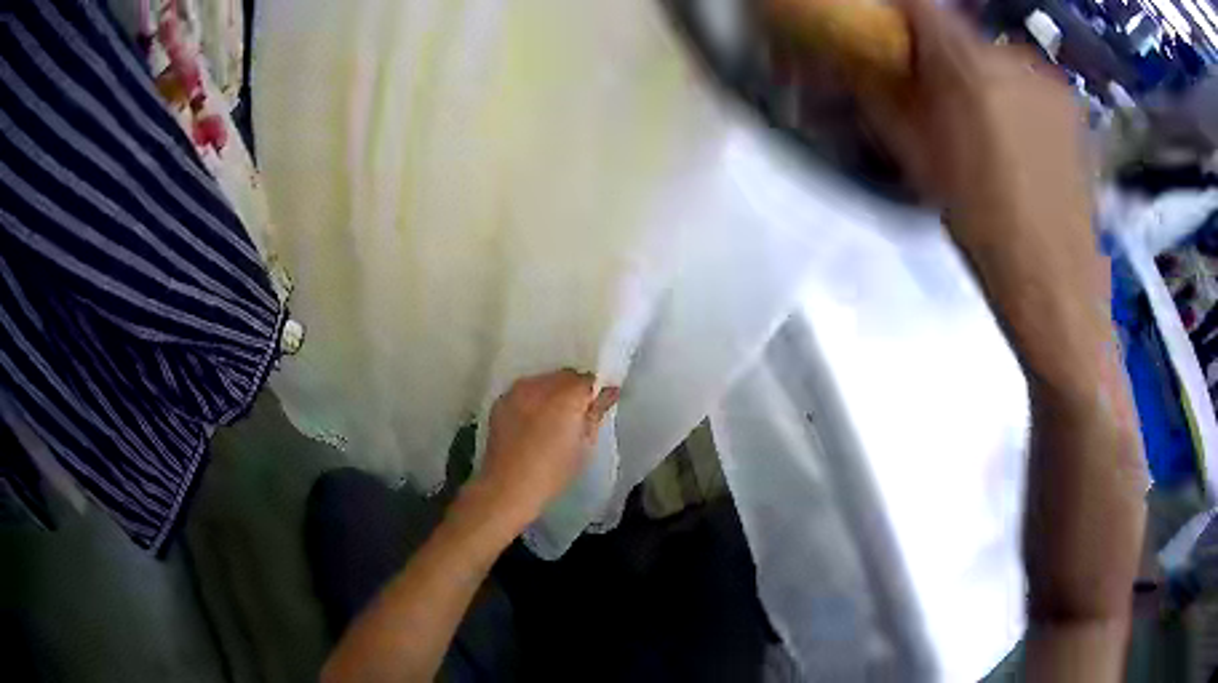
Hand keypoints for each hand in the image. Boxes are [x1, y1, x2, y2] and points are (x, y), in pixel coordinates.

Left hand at [472, 370, 618, 530]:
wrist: (507, 486)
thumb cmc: (553, 472)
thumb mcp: (584, 446)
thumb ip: (595, 414)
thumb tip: (607, 393)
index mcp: (565, 396)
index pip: (588, 380)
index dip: (596, 391)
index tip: (599, 405)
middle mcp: (539, 386)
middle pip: (565, 376)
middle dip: (574, 389)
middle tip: (579, 413)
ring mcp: (516, 391)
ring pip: (543, 381)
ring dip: (552, 392)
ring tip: (554, 418)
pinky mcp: (501, 401)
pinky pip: (524, 391)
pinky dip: (533, 399)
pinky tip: (534, 421)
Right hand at [858, 0, 1104, 304]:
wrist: (1056, 285)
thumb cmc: (983, 227)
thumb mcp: (920, 162)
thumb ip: (887, 99)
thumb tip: (862, 66)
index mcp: (968, 68)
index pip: (920, 7)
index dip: (898, 13)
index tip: (887, 31)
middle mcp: (1013, 59)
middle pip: (962, 35)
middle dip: (943, 56)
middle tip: (937, 96)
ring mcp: (1049, 82)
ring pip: (999, 61)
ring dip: (983, 78)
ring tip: (985, 129)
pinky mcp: (1073, 109)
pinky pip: (1031, 85)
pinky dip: (1017, 98)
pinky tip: (1021, 142)